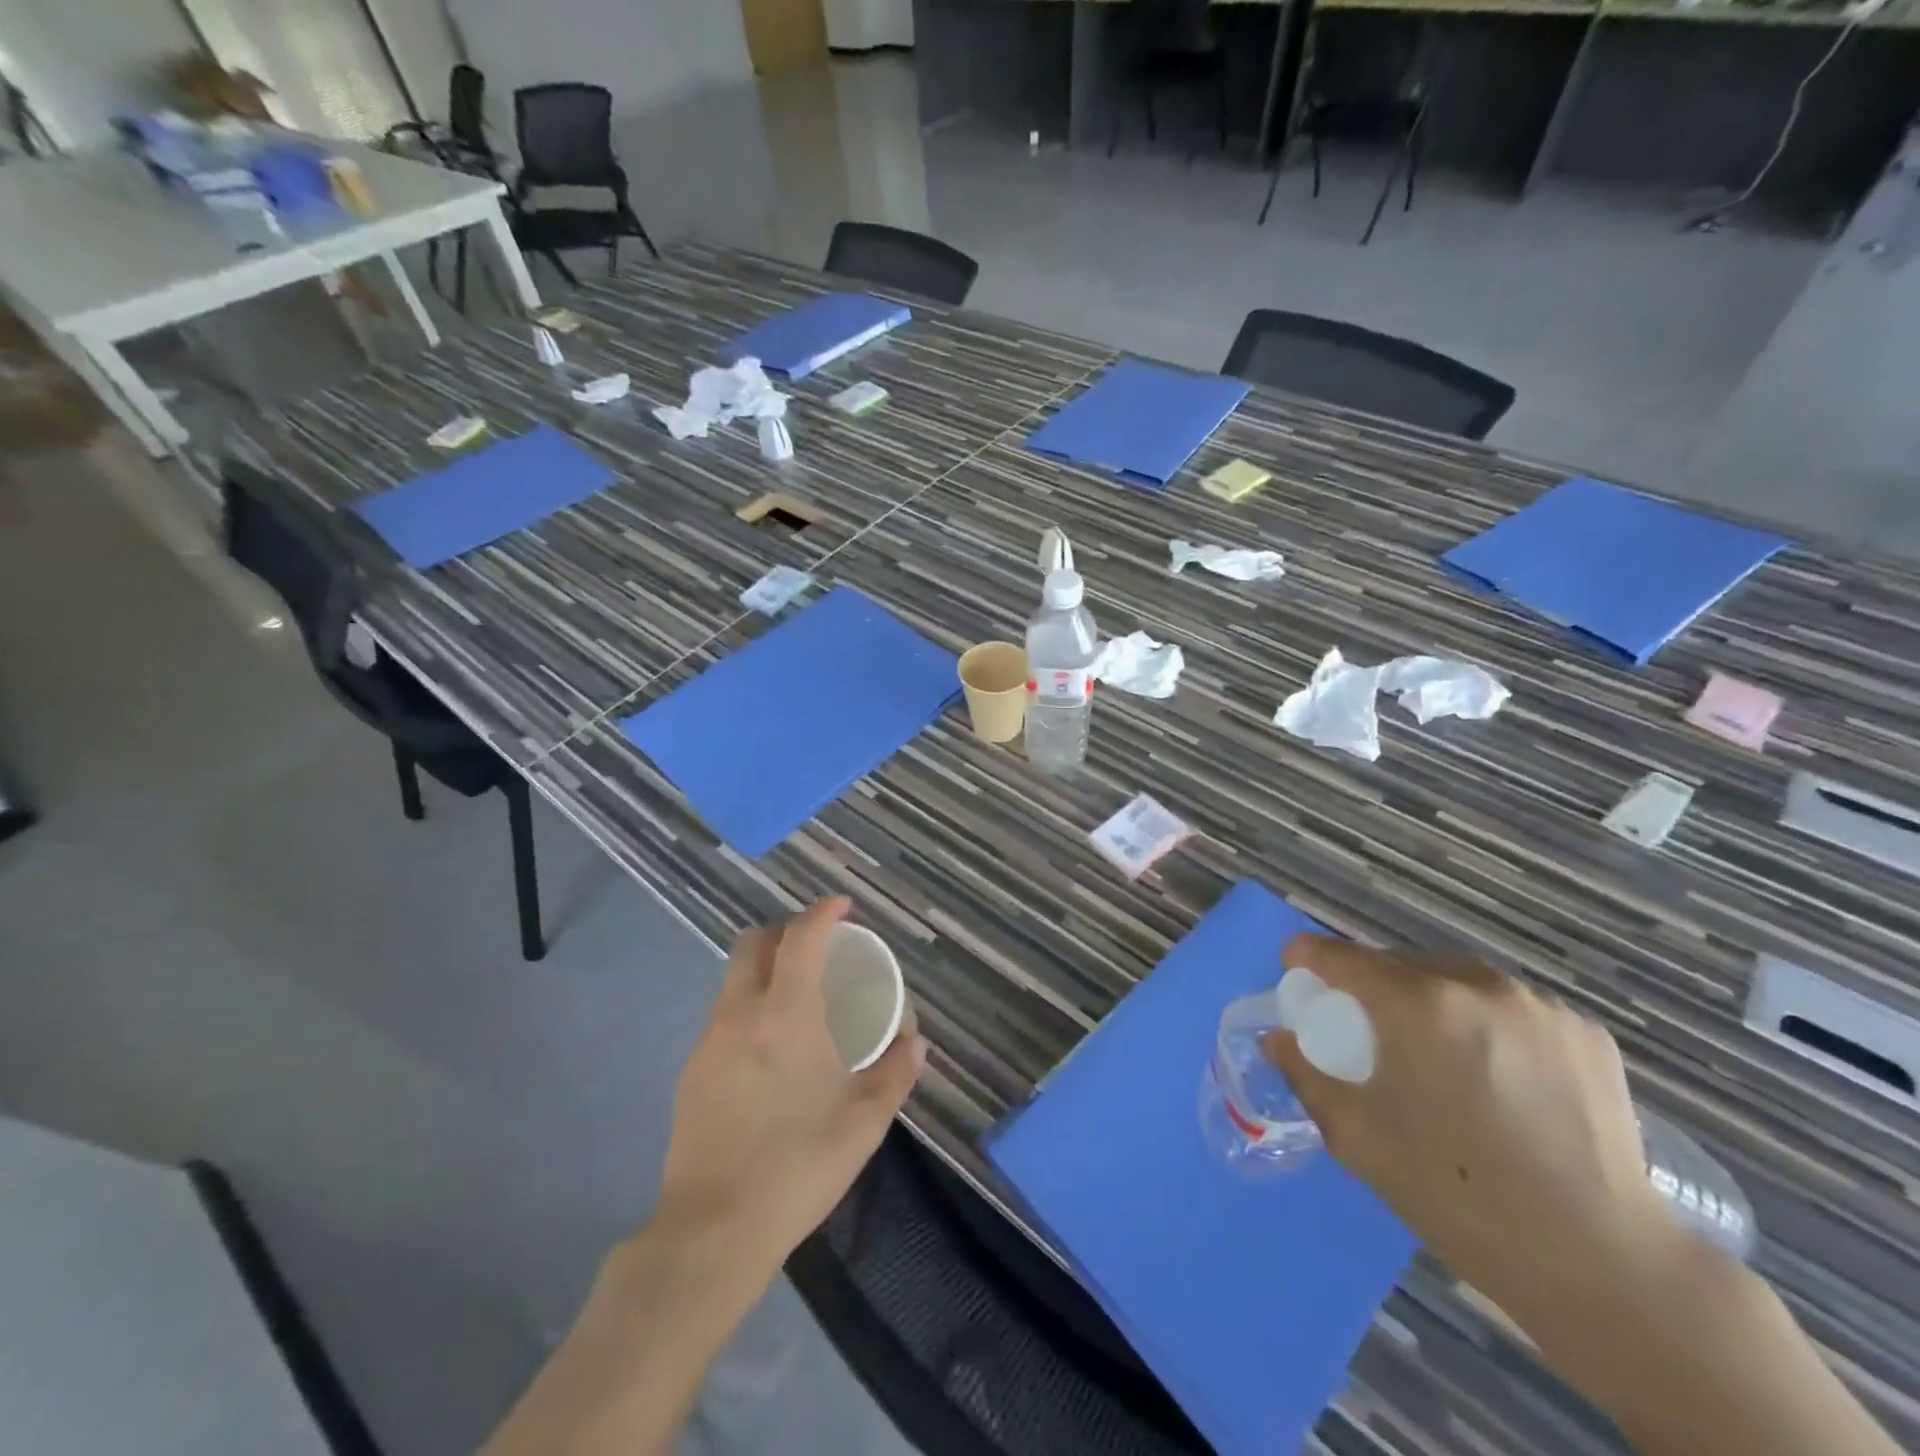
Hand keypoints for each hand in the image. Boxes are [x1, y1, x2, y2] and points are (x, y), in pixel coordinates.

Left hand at [654, 898, 925, 1284]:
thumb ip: (896, 1072)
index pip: (801, 937)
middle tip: (817, 948)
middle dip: (786, 931)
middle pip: (754, 944)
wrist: (712, 1231)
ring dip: (765, 970)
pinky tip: (769, 1050)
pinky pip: (723, 1017)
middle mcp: (741, 1013)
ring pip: (734, 979)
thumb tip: (914, 1041)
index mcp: (786, 1014)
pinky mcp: (691, 1072)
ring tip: (796, 999)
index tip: (843, 908)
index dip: (823, 912)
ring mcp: (709, 1042)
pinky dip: (749, 1008)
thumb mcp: (866, 1121)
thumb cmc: (799, 1166)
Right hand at [1262, 936, 1674, 1334]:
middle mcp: (1476, 985)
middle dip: (1370, 983)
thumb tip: (1279, 1038)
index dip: (1308, 956)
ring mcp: (1537, 1006)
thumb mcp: (1358, 1138)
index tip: (1296, 970)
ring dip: (1429, 998)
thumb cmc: (1457, 1194)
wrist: (1601, 1263)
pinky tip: (1494, 1071)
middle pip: (1399, 962)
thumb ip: (1307, 1075)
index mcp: (1416, 1004)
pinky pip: (1510, 1006)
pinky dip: (1485, 1021)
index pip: (1341, 956)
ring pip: (1457, 979)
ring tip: (1432, 1049)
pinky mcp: (1584, 1032)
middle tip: (1364, 1026)